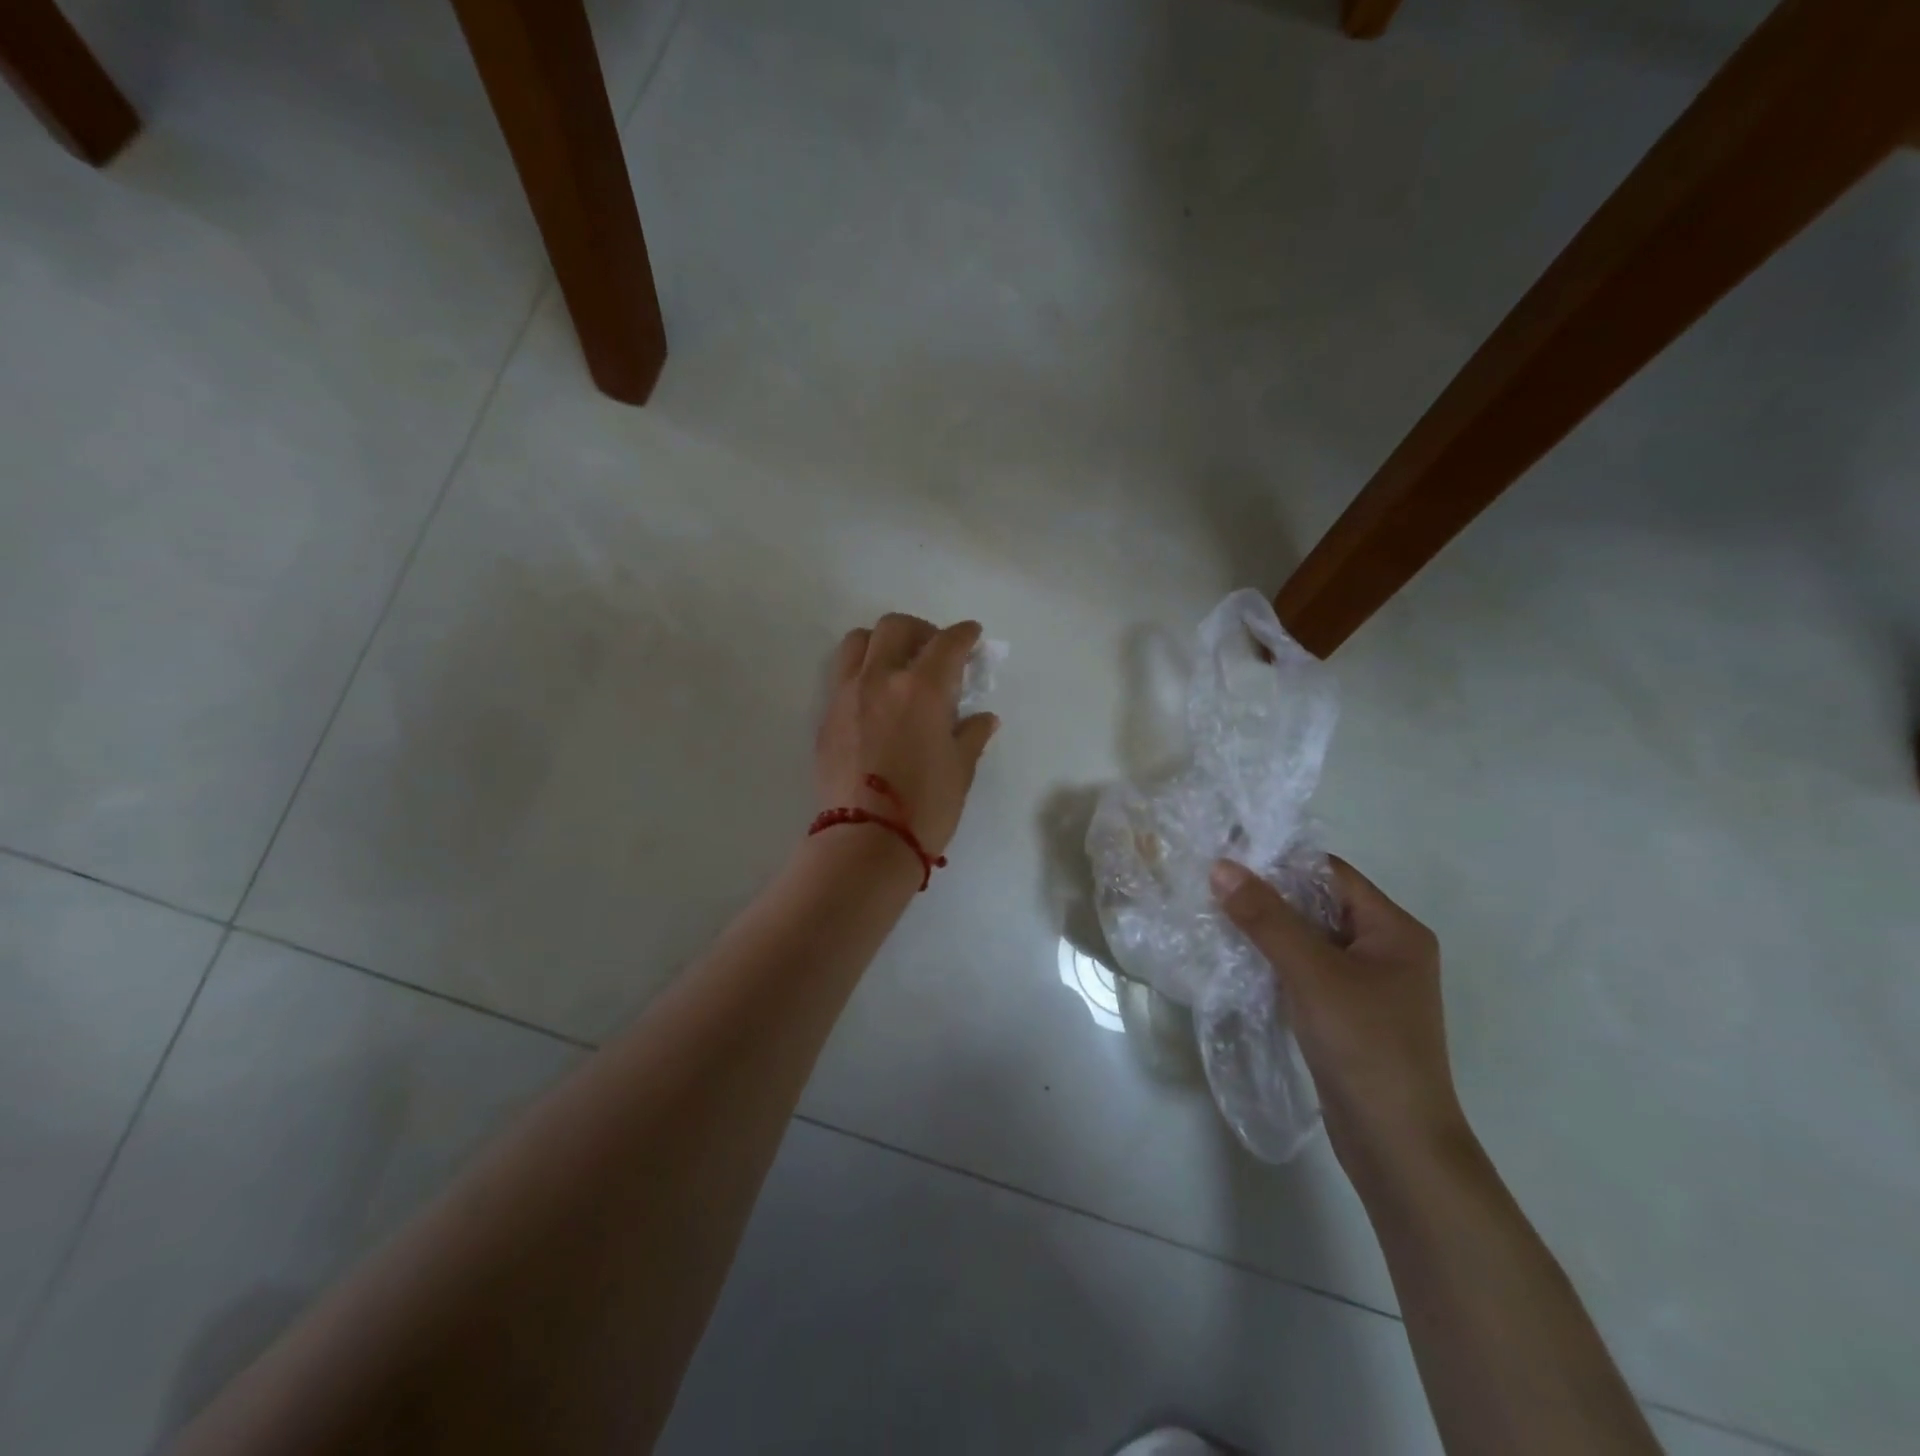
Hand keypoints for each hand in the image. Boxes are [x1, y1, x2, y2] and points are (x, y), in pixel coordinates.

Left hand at [815, 614, 998, 858]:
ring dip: (882, 642)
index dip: (964, 634)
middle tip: (935, 652)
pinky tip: (876, 699)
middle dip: (921, 631)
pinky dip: (862, 671)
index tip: (972, 636)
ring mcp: (847, 694)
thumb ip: (972, 734)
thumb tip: (984, 718)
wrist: (866, 840)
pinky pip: (842, 675)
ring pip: (858, 642)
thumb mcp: (960, 769)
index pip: (947, 643)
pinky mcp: (826, 716)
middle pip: (896, 628)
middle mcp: (880, 679)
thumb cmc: (926, 806)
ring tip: (896, 666)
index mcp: (922, 688)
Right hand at [1210, 857, 1468, 1172]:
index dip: (1280, 863)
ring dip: (1268, 931)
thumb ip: (1266, 918)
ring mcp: (1368, 985)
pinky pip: (1307, 971)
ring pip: (1310, 940)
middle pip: (1319, 905)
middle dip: (1269, 897)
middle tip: (1213, 887)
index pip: (1331, 874)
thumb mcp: (1312, 974)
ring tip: (1216, 917)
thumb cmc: (1365, 1047)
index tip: (1228, 859)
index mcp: (1395, 930)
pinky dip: (1276, 963)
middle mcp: (1387, 950)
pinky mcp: (1349, 1014)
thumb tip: (1222, 867)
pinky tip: (1239, 961)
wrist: (1398, 1147)